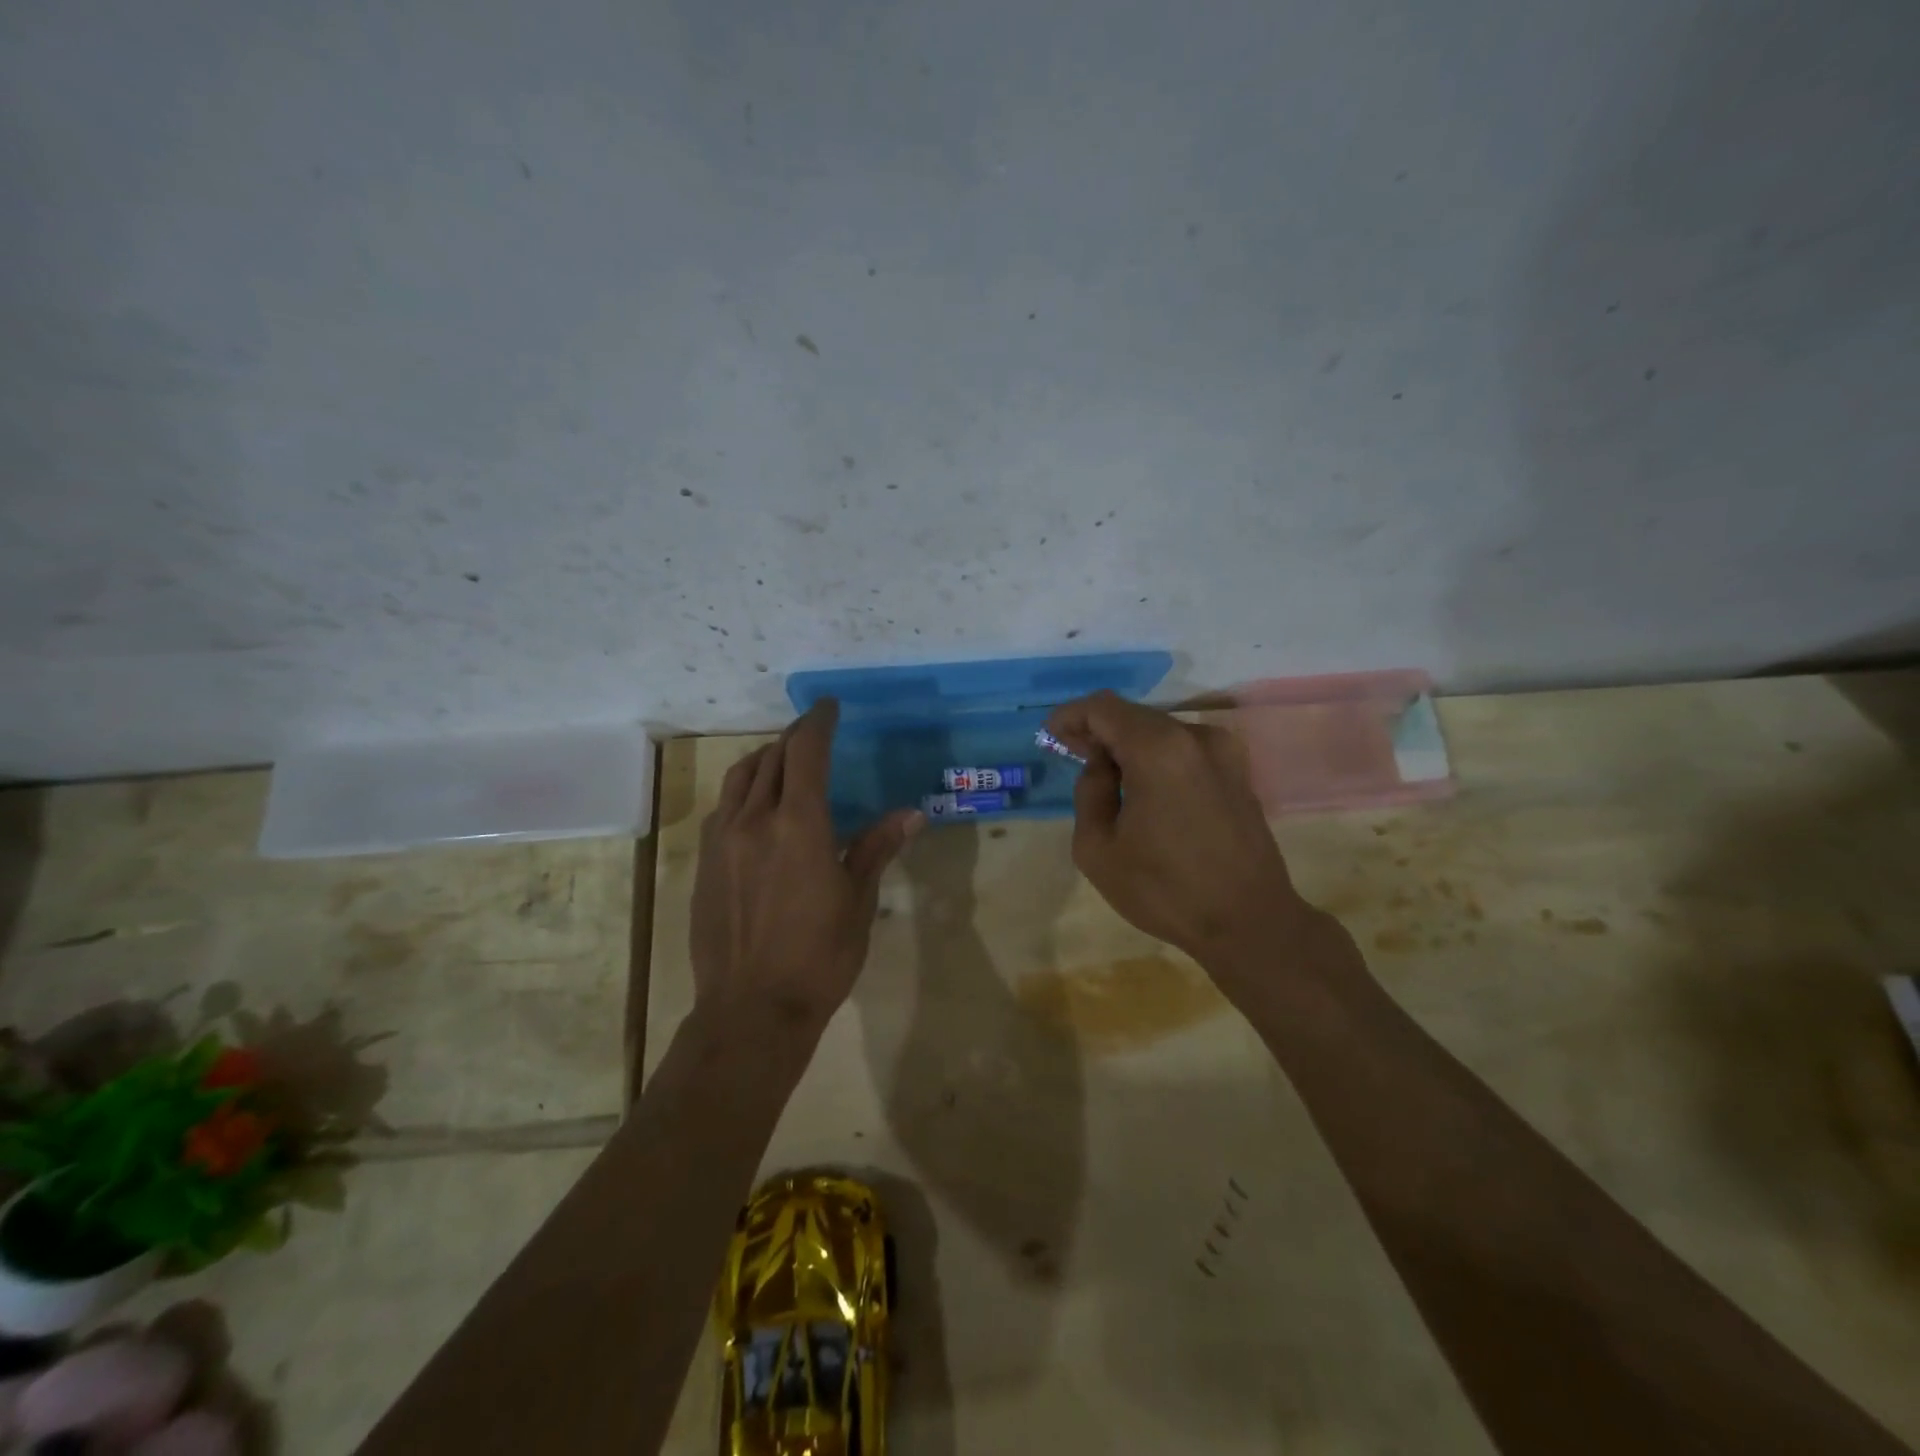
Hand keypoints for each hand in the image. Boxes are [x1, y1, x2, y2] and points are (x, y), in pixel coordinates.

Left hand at [690, 699, 922, 1034]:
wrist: (751, 1010)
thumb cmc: (819, 957)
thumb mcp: (857, 901)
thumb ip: (877, 848)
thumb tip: (912, 814)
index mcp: (799, 825)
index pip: (806, 753)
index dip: (818, 723)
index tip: (829, 707)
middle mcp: (755, 820)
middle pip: (771, 758)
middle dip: (794, 738)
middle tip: (813, 733)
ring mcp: (722, 841)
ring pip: (740, 778)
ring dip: (764, 758)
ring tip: (783, 759)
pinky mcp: (705, 863)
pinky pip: (723, 808)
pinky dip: (743, 791)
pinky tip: (756, 807)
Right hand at [1046, 691, 1306, 972]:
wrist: (1249, 922)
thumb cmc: (1164, 889)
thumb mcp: (1097, 848)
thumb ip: (1089, 792)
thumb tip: (1102, 766)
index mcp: (1158, 749)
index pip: (1103, 708)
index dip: (1071, 716)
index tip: (1050, 736)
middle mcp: (1195, 737)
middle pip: (1133, 716)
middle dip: (1098, 730)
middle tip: (1071, 753)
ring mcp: (1224, 752)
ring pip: (1160, 732)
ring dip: (1128, 745)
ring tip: (1106, 776)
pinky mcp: (1238, 772)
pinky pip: (1184, 750)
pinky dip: (1156, 758)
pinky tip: (1143, 789)